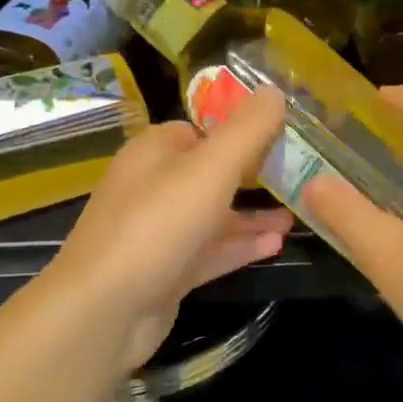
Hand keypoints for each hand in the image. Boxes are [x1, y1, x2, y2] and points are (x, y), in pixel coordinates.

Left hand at [48, 87, 293, 371]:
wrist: (103, 311)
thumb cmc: (158, 224)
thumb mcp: (211, 168)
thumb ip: (247, 130)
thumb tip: (274, 91)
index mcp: (154, 151)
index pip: (201, 128)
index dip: (240, 130)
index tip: (283, 135)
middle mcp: (152, 186)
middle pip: (209, 172)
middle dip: (252, 175)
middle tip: (299, 176)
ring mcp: (157, 232)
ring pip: (212, 215)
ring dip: (252, 215)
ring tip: (297, 215)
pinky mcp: (165, 271)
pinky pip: (208, 251)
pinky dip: (239, 246)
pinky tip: (276, 246)